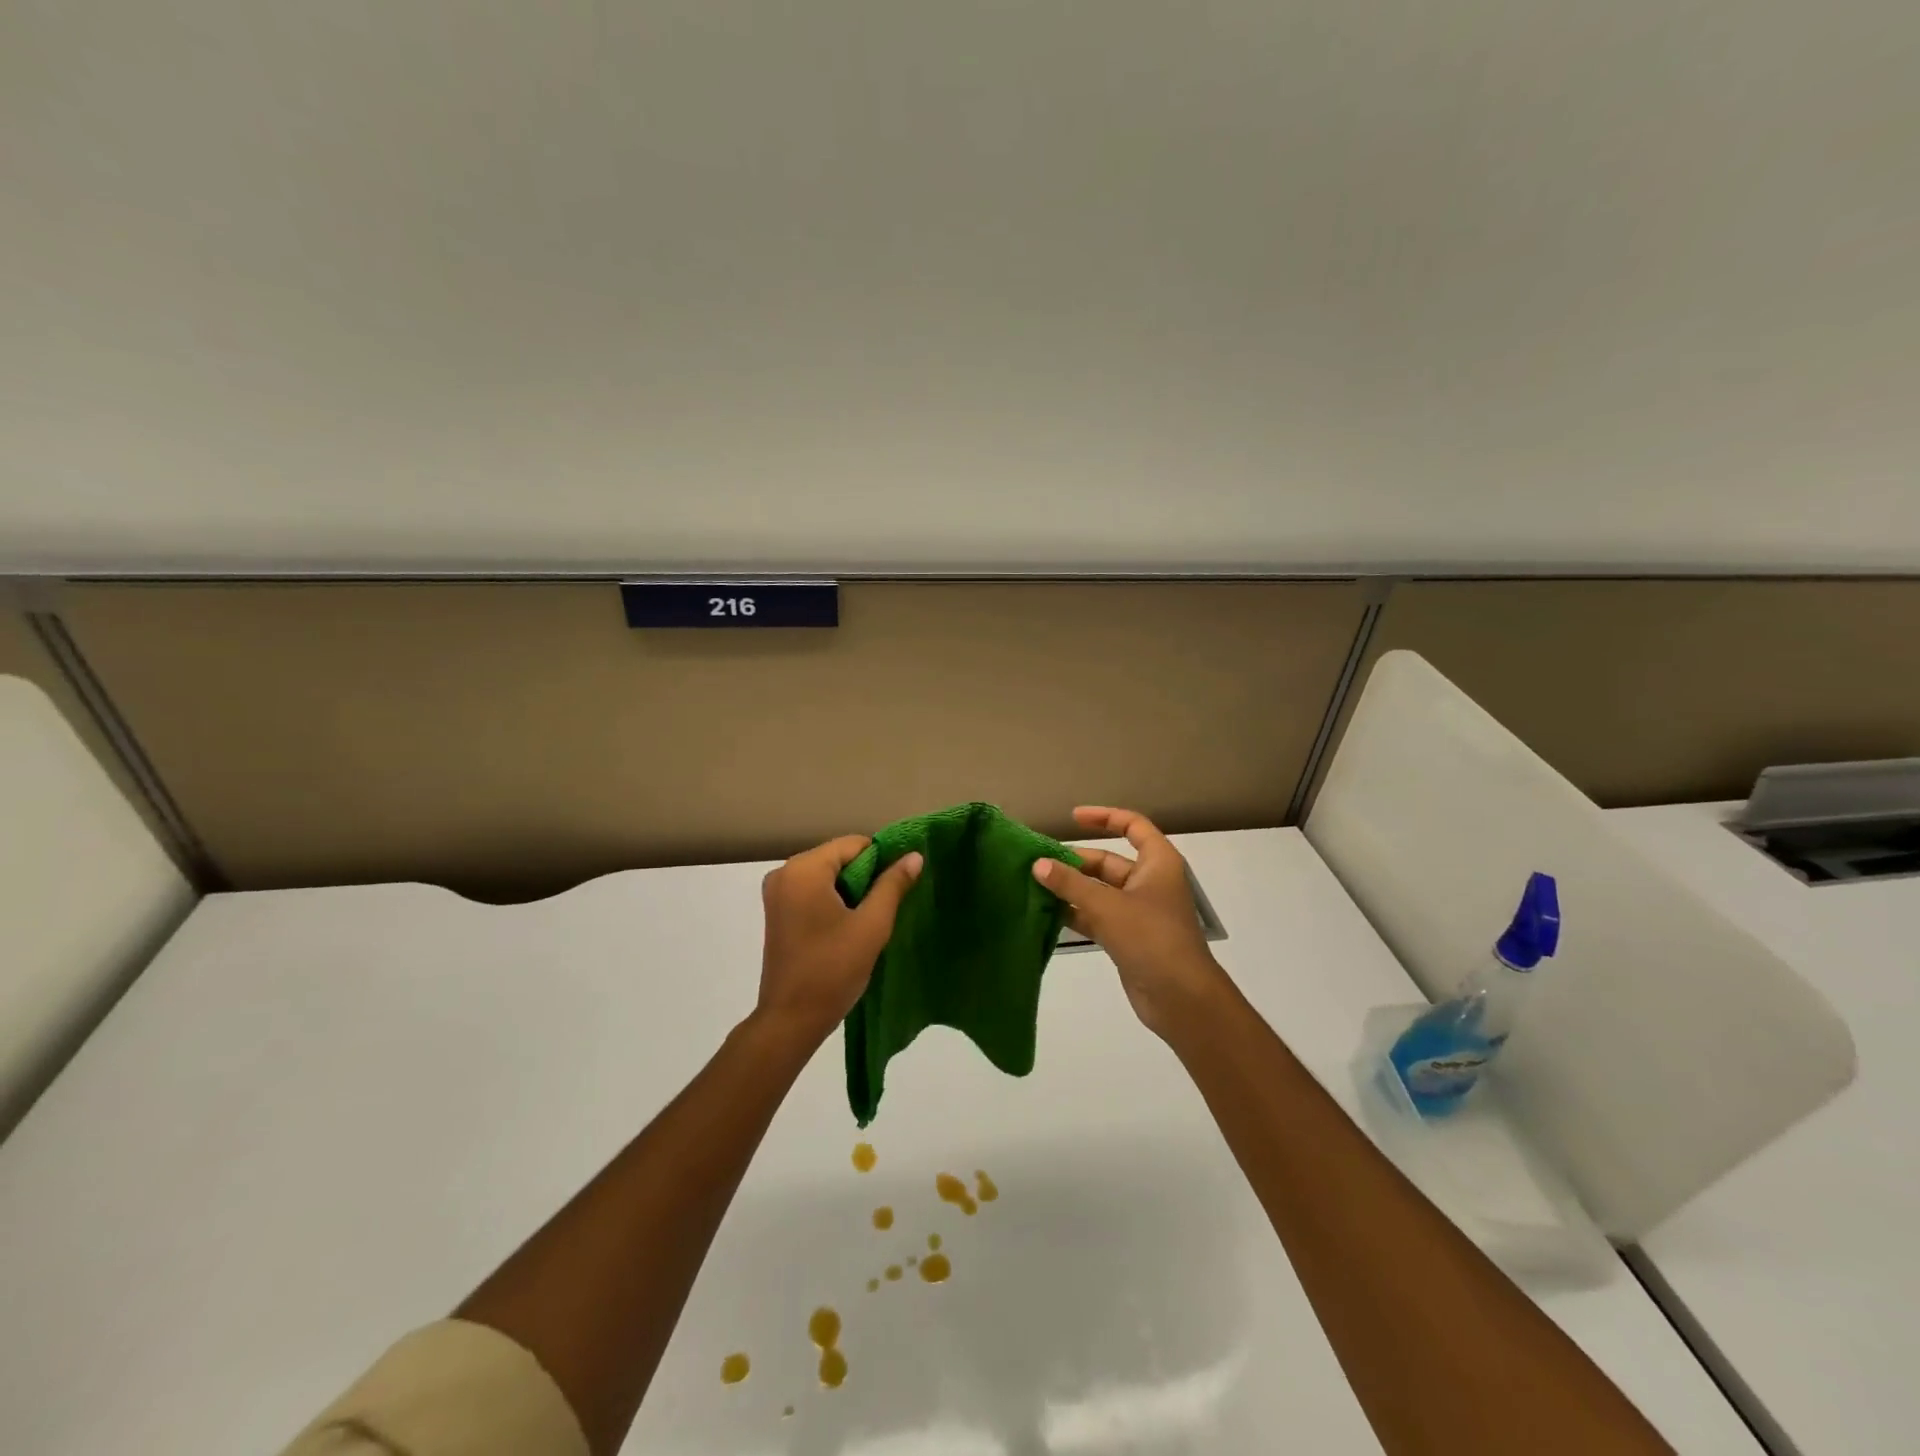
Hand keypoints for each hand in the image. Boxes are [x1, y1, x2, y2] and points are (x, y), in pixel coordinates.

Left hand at [756, 835, 922, 1042]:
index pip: (854, 845)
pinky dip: (834, 902)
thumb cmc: (832, 969)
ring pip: (828, 876)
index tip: (898, 888)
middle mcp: (785, 872)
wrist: (791, 1020)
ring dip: (851, 892)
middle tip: (884, 908)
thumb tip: (914, 856)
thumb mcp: (872, 926)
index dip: (881, 861)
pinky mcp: (777, 913)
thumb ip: (893, 885)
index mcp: (804, 869)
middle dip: (866, 878)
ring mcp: (777, 893)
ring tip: (869, 921)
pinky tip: (848, 928)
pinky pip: (814, 892)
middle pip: (839, 858)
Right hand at [1034, 806, 1228, 1039]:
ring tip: (1034, 884)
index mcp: (1157, 863)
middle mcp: (1149, 882)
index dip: (1104, 817)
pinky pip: (1096, 916)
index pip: (1132, 826)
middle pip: (1108, 861)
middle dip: (1075, 861)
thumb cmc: (1152, 939)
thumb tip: (1038, 864)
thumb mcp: (1108, 906)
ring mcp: (1138, 912)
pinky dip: (1075, 913)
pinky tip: (1046, 913)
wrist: (1181, 999)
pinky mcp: (1127, 938)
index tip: (1073, 817)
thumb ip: (1070, 884)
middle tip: (1038, 862)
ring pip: (1099, 891)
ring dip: (1070, 888)